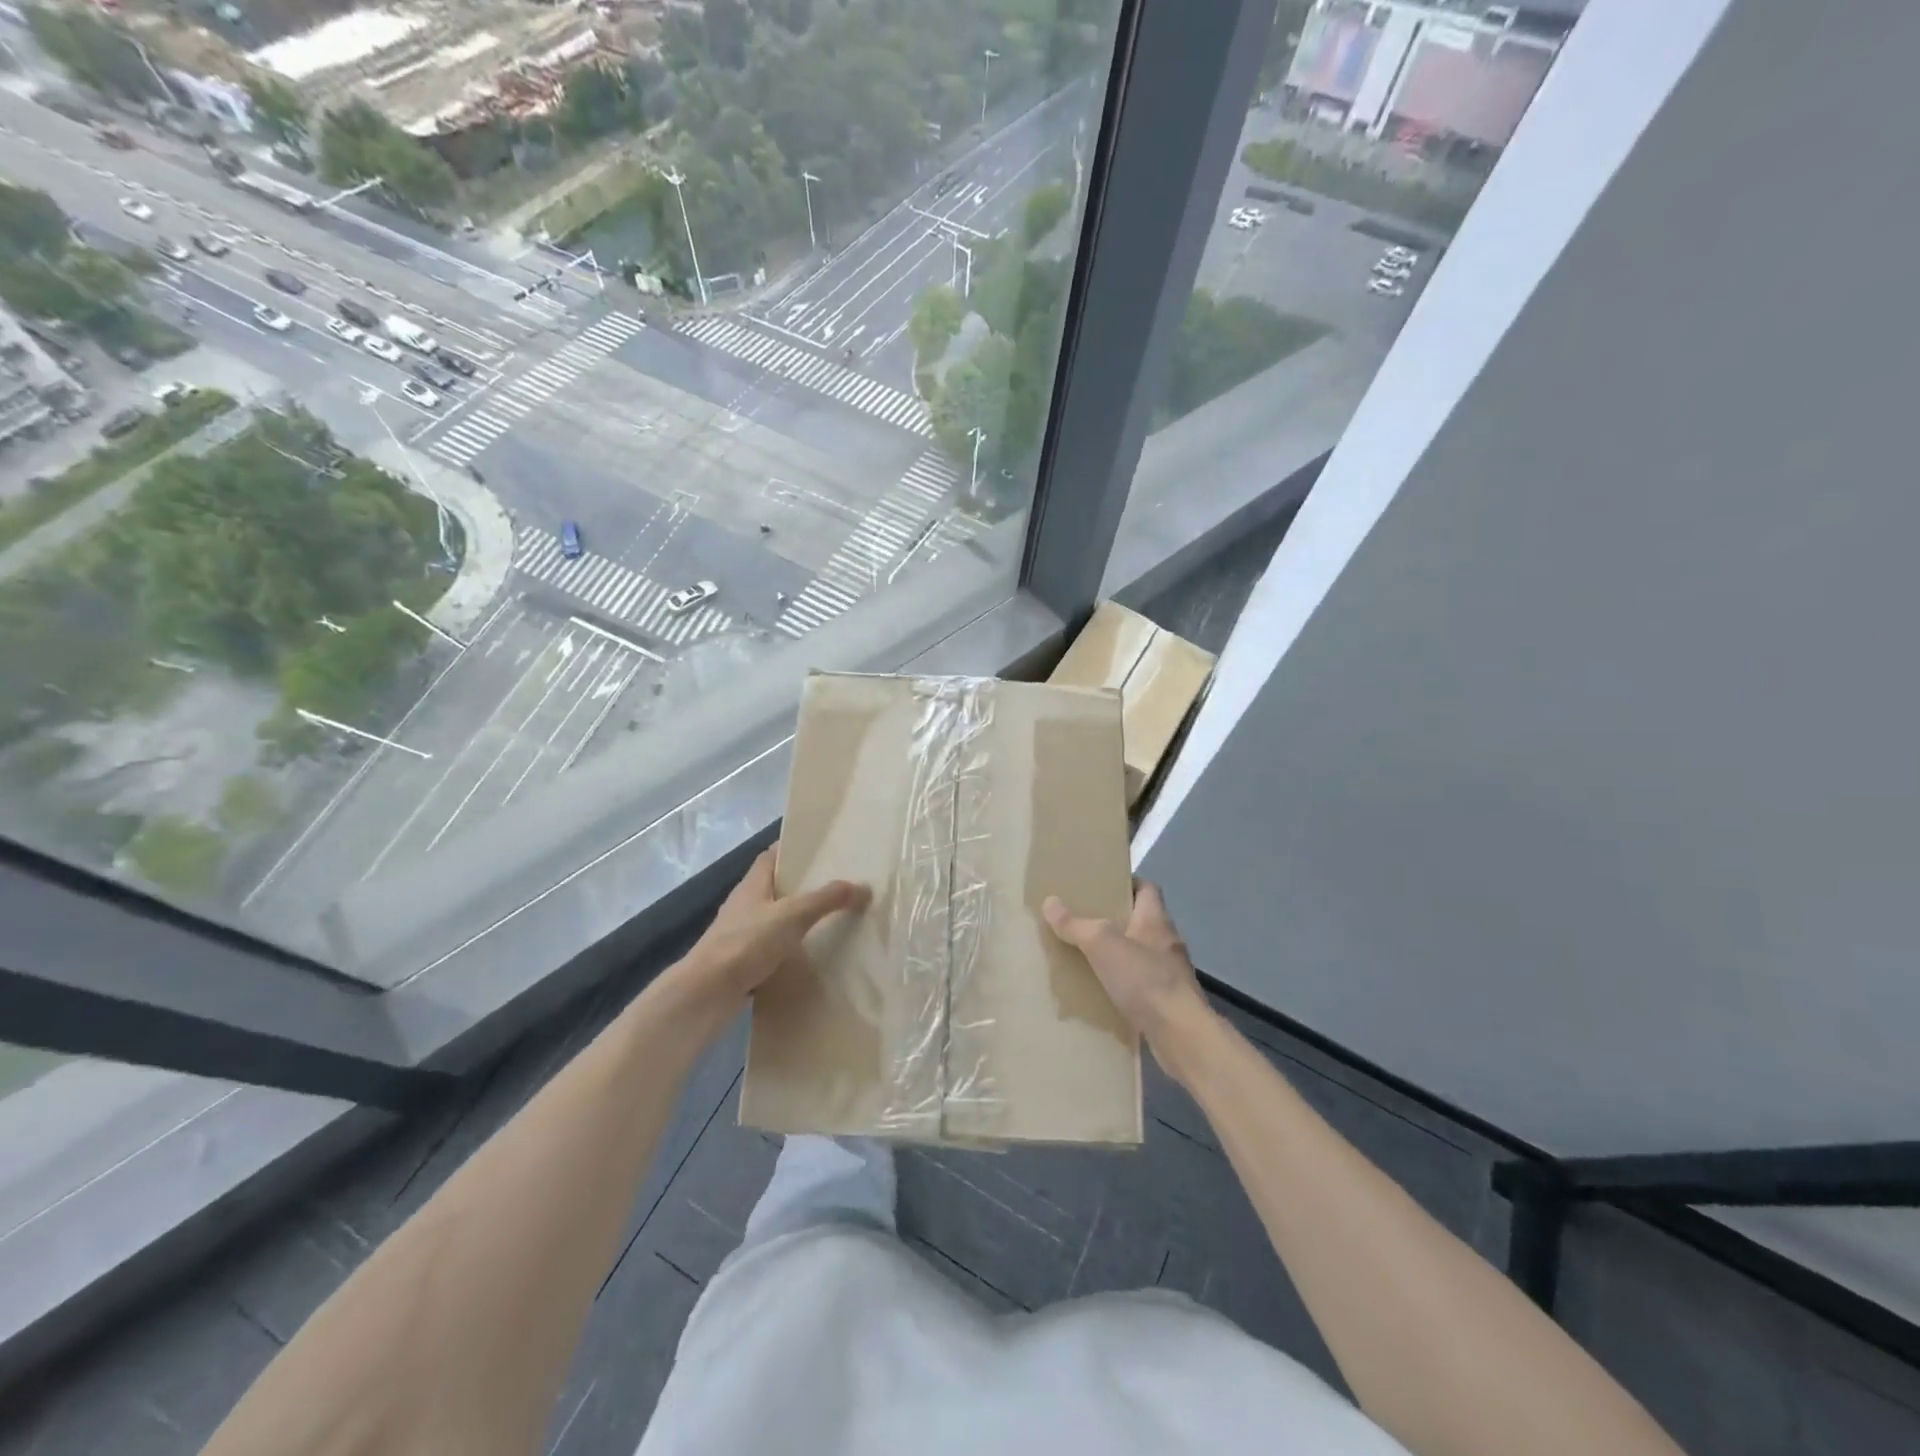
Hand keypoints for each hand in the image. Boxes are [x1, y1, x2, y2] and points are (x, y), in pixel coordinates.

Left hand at [663, 848, 869, 1035]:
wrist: (707, 993)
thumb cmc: (747, 942)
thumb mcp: (792, 915)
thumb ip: (826, 899)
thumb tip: (863, 886)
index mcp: (753, 884)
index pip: (772, 856)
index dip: (794, 849)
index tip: (822, 849)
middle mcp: (745, 905)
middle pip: (776, 887)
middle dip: (803, 885)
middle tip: (837, 885)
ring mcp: (740, 934)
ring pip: (774, 919)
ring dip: (797, 919)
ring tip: (831, 919)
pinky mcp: (741, 961)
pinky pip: (771, 948)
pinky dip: (790, 949)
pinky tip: (810, 955)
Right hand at [1044, 881, 1214, 1079]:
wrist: (1180, 1034)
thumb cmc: (1144, 978)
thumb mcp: (1101, 944)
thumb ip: (1075, 924)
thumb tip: (1050, 901)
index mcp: (1155, 919)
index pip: (1146, 888)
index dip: (1126, 883)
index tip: (1101, 885)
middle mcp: (1166, 942)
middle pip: (1140, 921)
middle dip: (1114, 920)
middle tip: (1083, 919)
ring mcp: (1170, 973)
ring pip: (1140, 954)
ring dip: (1118, 954)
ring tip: (1087, 955)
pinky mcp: (1167, 1001)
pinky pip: (1140, 984)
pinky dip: (1123, 984)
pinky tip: (1102, 991)